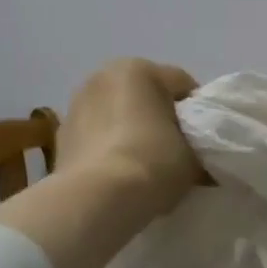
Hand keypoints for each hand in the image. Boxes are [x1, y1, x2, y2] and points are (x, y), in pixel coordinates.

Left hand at [56, 59, 205, 218]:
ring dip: (133, 132)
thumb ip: (200, 144)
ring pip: (118, 116)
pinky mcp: (60, 137)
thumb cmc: (154, 162)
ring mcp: (76, 105)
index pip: (184, 85)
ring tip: (146, 167)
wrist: (98, 198)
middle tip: (178, 154)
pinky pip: (97, 137)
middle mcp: (103, 76)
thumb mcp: (195, 155)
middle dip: (162, 120)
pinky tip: (120, 175)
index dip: (200, 114)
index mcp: (140, 69)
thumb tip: (200, 153)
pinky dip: (110, 149)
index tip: (205, 142)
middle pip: (147, 97)